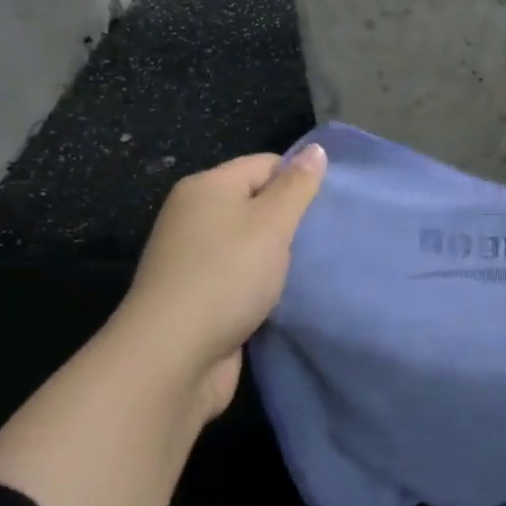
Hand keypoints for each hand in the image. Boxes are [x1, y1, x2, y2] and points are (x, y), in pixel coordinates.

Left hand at [114, 144, 326, 422]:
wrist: (173, 356)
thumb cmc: (226, 276)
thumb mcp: (271, 224)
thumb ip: (296, 187)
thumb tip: (316, 149)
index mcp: (207, 187)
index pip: (265, 165)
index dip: (299, 180)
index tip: (332, 206)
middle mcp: (195, 216)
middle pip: (256, 203)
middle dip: (292, 220)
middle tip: (329, 238)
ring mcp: (194, 259)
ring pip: (250, 244)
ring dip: (279, 256)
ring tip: (316, 267)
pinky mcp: (199, 296)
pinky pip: (241, 277)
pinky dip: (263, 284)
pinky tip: (288, 296)